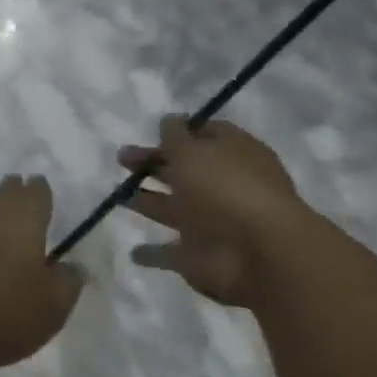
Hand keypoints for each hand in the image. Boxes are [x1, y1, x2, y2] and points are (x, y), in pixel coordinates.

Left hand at [0, 175, 84, 368]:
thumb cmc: (1, 312)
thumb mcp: (51, 306)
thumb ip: (67, 282)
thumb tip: (71, 266)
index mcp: (22, 218)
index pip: (36, 192)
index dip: (40, 191)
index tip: (41, 190)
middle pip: (2, 192)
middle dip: (12, 191)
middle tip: (17, 193)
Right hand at [120, 117, 311, 307]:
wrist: (258, 252)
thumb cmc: (225, 189)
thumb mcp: (193, 151)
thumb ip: (175, 136)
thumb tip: (169, 120)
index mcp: (233, 155)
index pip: (208, 135)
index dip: (182, 131)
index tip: (154, 130)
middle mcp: (223, 187)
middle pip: (183, 171)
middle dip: (153, 164)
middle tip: (122, 157)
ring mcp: (212, 223)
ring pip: (172, 209)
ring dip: (147, 202)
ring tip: (117, 196)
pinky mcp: (198, 256)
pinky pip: (170, 253)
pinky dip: (153, 253)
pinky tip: (133, 252)